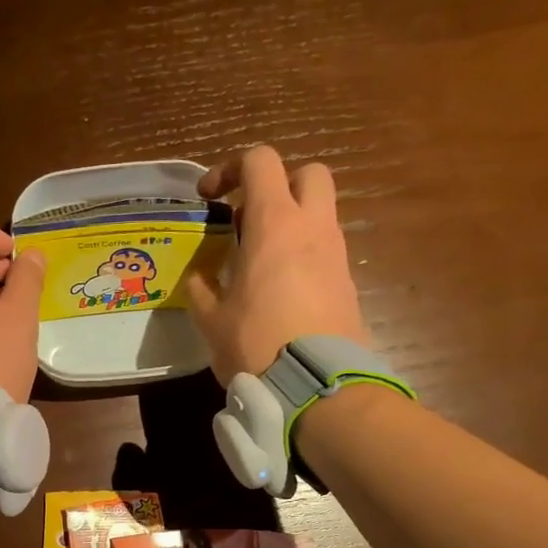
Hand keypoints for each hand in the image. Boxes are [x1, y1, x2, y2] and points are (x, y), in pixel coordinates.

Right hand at [184, 146, 367, 381]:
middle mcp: (312, 227)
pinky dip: (305, 255)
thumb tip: (200, 278)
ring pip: (321, 213)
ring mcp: (337, 254)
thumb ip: (201, 288)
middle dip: (279, 185)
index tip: (209, 198)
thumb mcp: (211, 318)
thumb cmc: (255, 343)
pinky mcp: (348, 283)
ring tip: (261, 260)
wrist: (315, 386)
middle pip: (308, 173)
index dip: (230, 169)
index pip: (260, 161)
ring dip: (293, 223)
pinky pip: (326, 251)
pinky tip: (282, 290)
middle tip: (250, 218)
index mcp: (274, 223)